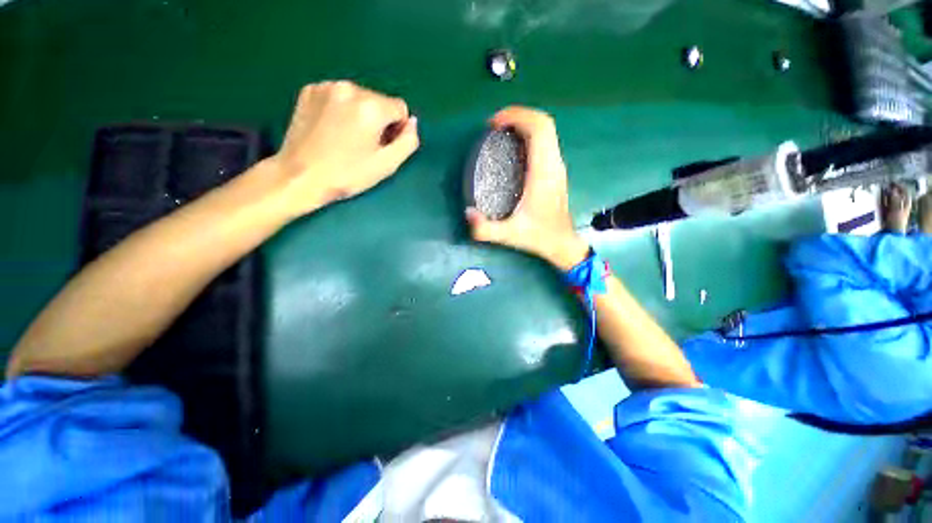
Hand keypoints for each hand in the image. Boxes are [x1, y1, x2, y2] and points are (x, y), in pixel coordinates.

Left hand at [272, 81, 419, 215]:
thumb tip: (411, 122)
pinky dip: (341, 110)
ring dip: (360, 114)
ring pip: (359, 98)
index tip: (383, 146)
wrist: (301, 176)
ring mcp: (326, 86)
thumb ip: (408, 141)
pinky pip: (338, 96)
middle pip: (379, 101)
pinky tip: (332, 129)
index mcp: (371, 106)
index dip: (397, 129)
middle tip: (364, 145)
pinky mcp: (309, 90)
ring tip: (347, 138)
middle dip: (378, 121)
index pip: (400, 108)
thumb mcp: (387, 164)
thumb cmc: (348, 174)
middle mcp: (349, 88)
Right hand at [466, 107, 587, 270]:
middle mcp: (554, 164)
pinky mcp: (555, 171)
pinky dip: (529, 135)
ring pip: (547, 131)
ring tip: (501, 133)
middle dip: (519, 115)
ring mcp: (557, 166)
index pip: (539, 129)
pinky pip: (546, 142)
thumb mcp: (509, 235)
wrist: (562, 243)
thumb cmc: (539, 237)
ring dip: (524, 123)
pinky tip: (513, 148)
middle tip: (494, 126)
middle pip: (544, 123)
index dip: (517, 116)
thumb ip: (485, 229)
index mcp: (544, 173)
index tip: (494, 124)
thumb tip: (468, 213)